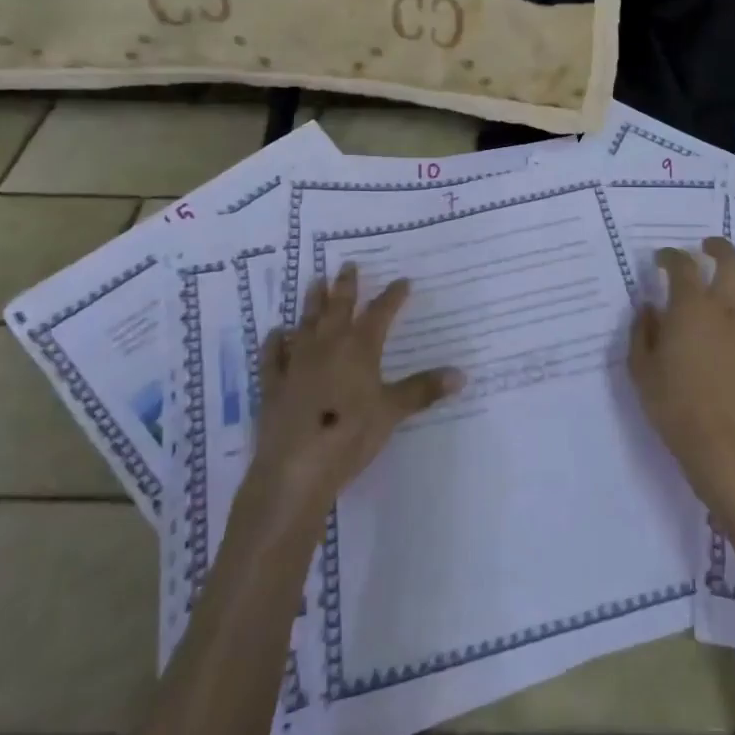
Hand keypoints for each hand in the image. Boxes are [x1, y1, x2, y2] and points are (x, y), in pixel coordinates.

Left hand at [240, 262, 463, 533]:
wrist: (294, 470)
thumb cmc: (350, 436)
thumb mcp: (392, 412)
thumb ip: (423, 390)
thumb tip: (461, 374)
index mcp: (359, 348)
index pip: (380, 313)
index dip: (393, 296)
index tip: (403, 282)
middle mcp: (327, 347)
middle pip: (338, 308)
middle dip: (345, 286)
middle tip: (348, 265)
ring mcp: (296, 364)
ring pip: (306, 324)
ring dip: (312, 302)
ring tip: (315, 282)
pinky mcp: (273, 386)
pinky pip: (273, 356)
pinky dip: (275, 342)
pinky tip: (276, 332)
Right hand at [628, 237, 734, 506]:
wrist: (723, 445)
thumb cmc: (674, 407)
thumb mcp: (641, 370)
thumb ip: (642, 333)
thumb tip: (650, 308)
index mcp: (690, 308)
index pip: (682, 266)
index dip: (671, 256)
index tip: (663, 258)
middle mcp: (726, 309)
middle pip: (732, 261)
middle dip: (719, 246)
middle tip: (708, 247)